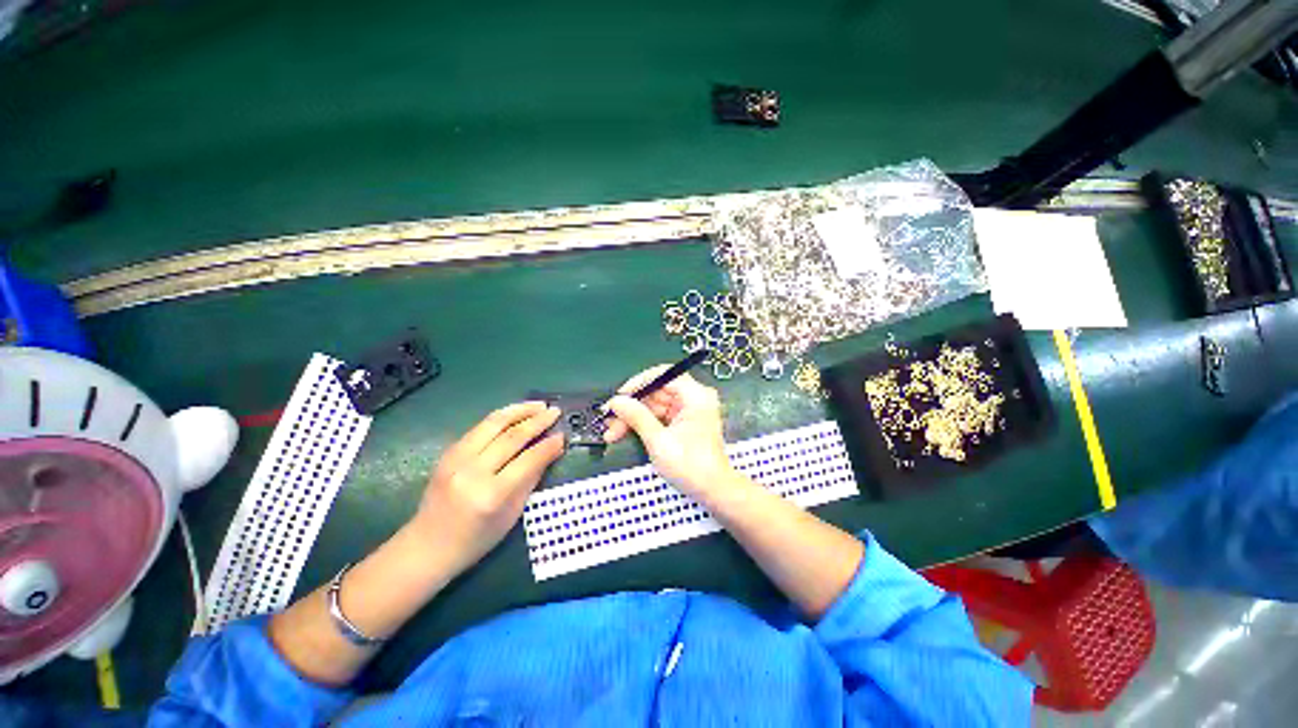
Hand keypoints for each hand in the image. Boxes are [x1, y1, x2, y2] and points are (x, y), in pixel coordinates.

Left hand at [412, 402, 563, 572]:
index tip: (563, 435)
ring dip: (519, 410)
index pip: (528, 460)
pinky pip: (479, 427)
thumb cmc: (476, 539)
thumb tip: (551, 450)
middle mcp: (472, 472)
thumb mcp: (512, 514)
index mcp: (491, 495)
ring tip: (538, 405)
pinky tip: (516, 413)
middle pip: (511, 437)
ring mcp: (456, 460)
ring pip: (493, 424)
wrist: (427, 546)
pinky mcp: (448, 452)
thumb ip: (531, 478)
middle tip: (555, 412)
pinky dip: (501, 417)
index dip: (548, 445)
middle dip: (537, 421)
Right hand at [603, 366, 739, 499]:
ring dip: (633, 417)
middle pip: (656, 392)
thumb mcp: (659, 441)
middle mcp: (694, 398)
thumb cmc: (690, 467)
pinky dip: (643, 424)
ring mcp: (689, 410)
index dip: (638, 384)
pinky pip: (659, 416)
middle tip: (609, 420)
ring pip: (654, 405)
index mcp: (695, 396)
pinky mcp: (684, 423)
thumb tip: (616, 401)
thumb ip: (637, 417)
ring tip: (612, 432)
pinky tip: (625, 433)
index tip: (619, 397)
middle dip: (632, 406)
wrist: (713, 492)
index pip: (662, 375)